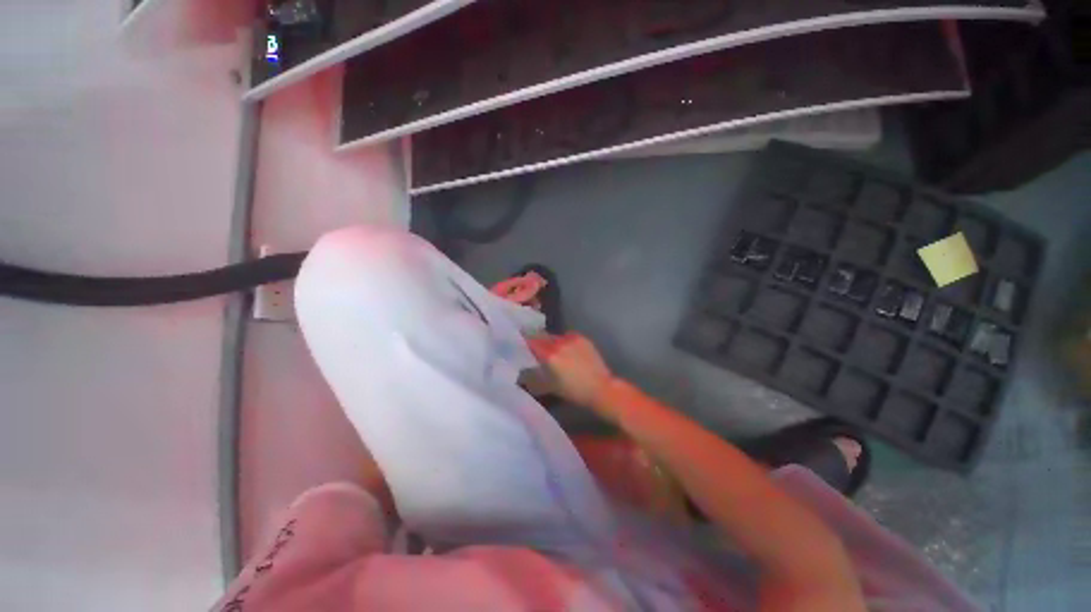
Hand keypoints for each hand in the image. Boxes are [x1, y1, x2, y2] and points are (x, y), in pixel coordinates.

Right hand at [527, 333, 614, 408]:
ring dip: (551, 341)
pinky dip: (564, 342)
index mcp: (550, 355)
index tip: (518, 340)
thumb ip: (533, 377)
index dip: (524, 340)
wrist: (600, 388)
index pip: (531, 340)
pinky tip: (567, 351)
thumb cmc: (573, 391)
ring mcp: (572, 339)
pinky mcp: (582, 338)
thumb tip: (521, 372)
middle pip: (542, 336)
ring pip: (555, 336)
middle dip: (537, 340)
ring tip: (553, 350)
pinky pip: (568, 337)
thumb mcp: (549, 386)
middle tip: (534, 346)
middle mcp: (559, 343)